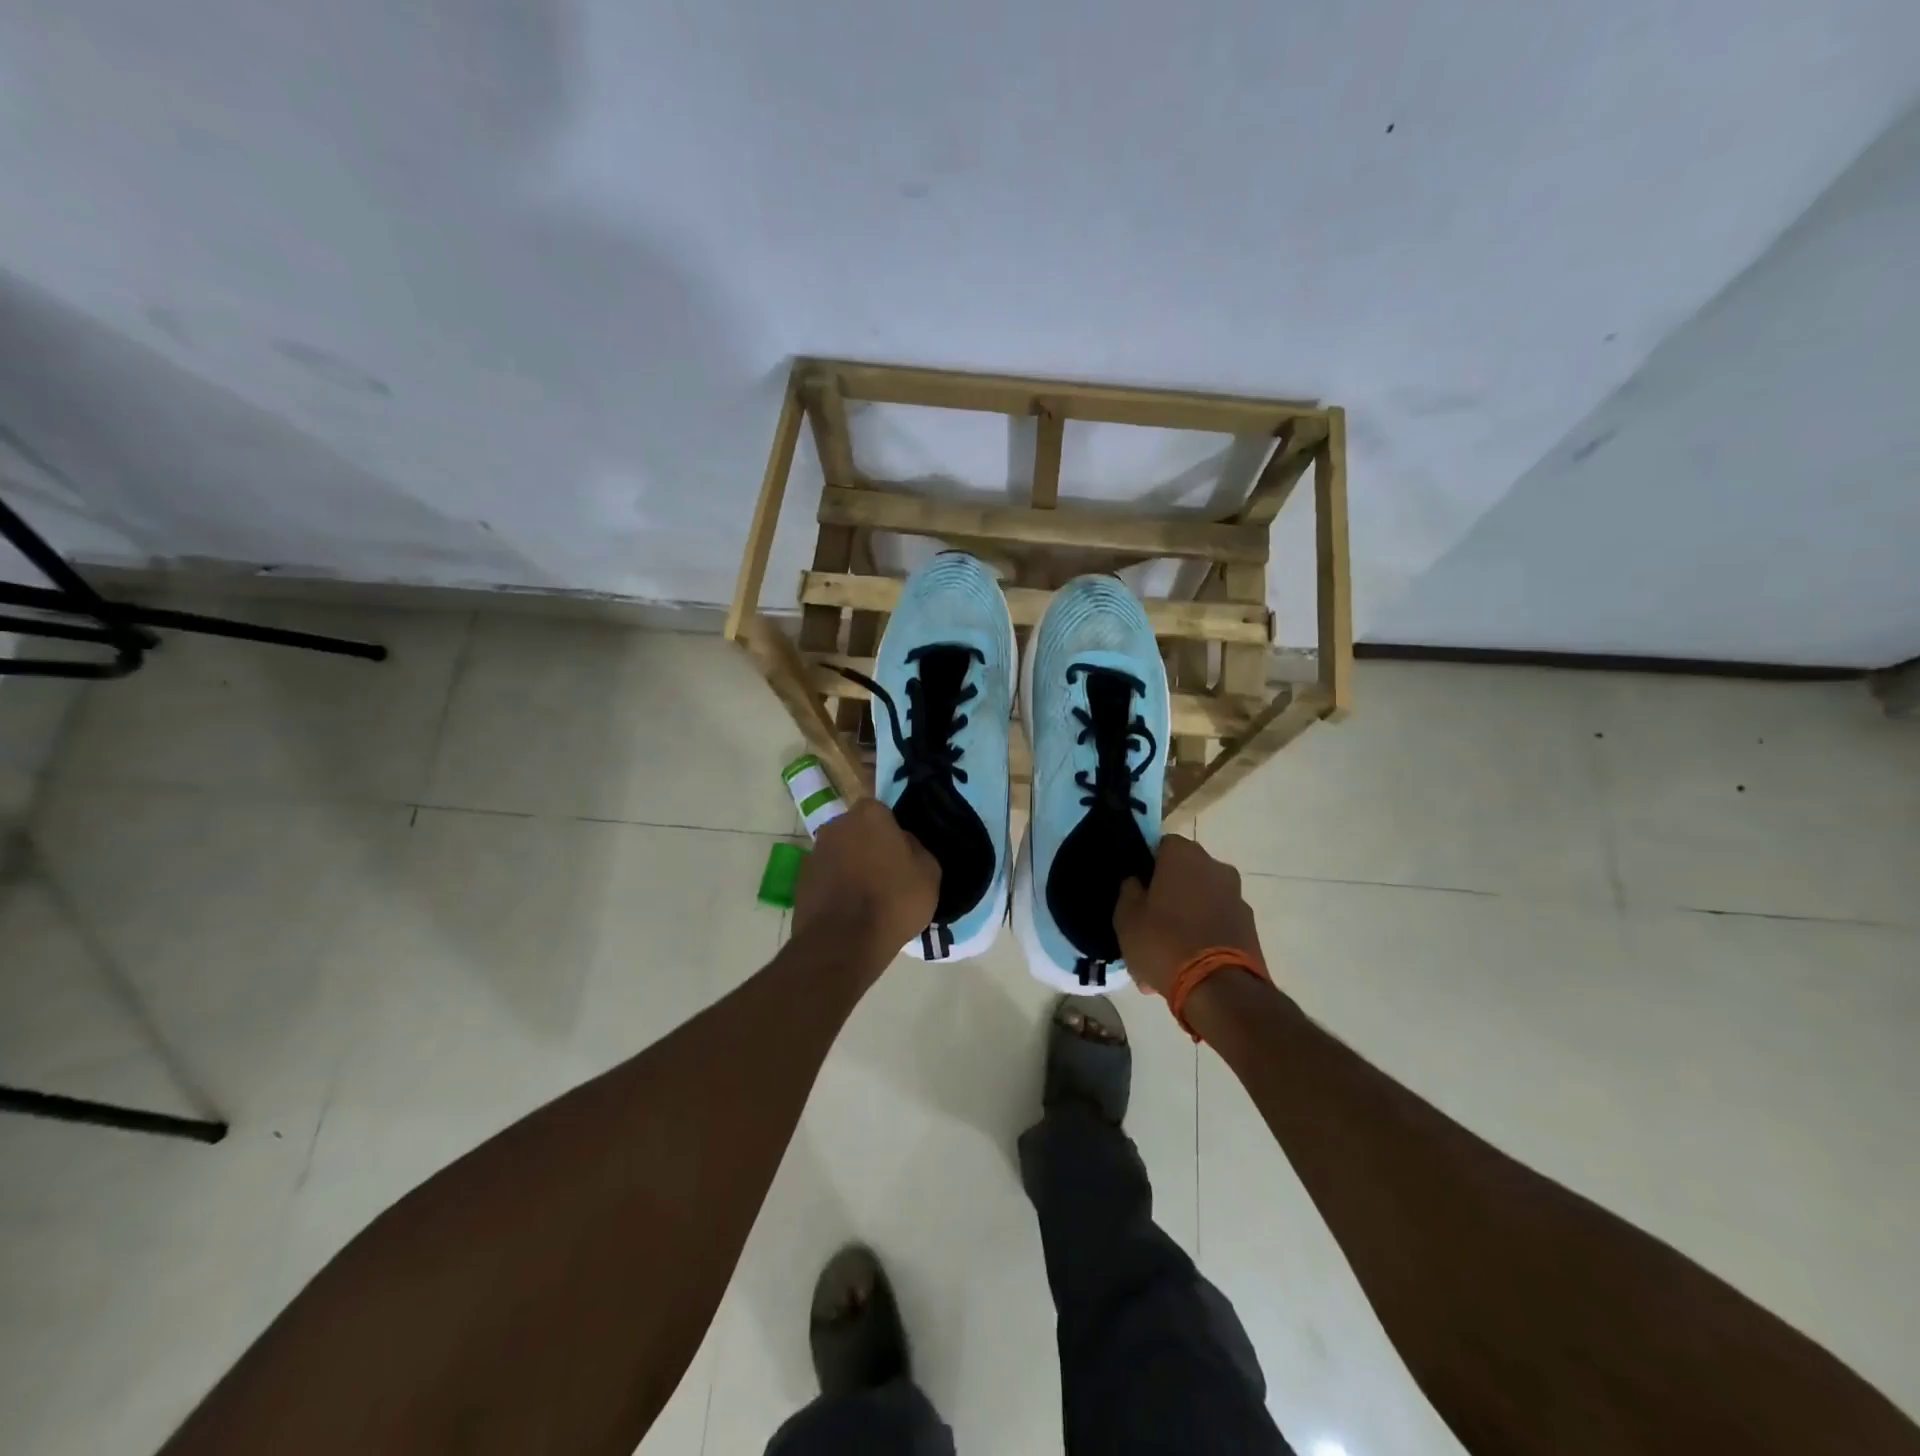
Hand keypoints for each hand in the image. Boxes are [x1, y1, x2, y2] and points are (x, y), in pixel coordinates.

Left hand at [793, 799, 940, 977]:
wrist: (844, 943)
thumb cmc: (893, 901)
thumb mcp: (929, 873)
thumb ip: (916, 849)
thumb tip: (903, 844)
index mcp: (869, 814)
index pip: (883, 813)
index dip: (893, 834)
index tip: (902, 856)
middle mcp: (836, 825)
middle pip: (858, 831)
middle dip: (869, 847)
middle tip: (886, 876)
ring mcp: (814, 852)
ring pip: (840, 854)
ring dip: (851, 868)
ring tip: (867, 899)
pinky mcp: (800, 881)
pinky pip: (826, 878)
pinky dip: (835, 889)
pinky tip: (848, 912)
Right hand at [1113, 834, 1264, 996]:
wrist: (1220, 990)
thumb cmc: (1163, 942)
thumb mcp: (1126, 917)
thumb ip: (1129, 891)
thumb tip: (1136, 881)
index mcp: (1184, 855)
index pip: (1161, 846)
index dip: (1146, 866)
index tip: (1136, 890)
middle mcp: (1216, 867)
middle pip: (1184, 875)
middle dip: (1167, 897)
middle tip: (1147, 926)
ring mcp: (1237, 897)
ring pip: (1199, 903)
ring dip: (1184, 920)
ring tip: (1163, 956)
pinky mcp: (1250, 927)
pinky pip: (1215, 925)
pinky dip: (1202, 938)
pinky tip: (1184, 967)